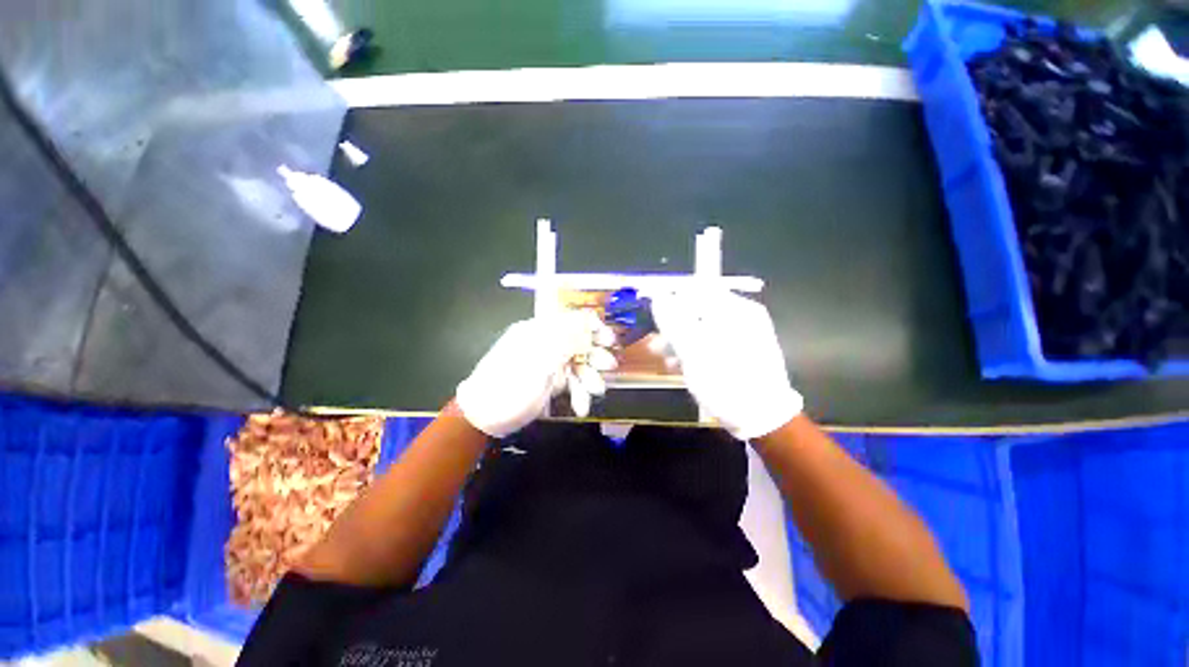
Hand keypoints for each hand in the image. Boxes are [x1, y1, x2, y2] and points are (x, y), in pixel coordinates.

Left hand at [456, 311, 616, 436]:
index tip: (608, 341)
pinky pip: (570, 381)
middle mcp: (545, 344)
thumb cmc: (507, 387)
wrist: (483, 419)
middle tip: (607, 367)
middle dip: (594, 355)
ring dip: (588, 378)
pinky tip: (580, 406)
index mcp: (537, 331)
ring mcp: (548, 364)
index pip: (570, 319)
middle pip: (578, 342)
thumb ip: (564, 342)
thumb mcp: (537, 363)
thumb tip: (587, 324)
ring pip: (577, 364)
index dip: (592, 327)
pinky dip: (578, 393)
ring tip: (593, 392)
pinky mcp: (549, 381)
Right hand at [649, 289, 802, 439]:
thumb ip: (673, 321)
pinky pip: (711, 342)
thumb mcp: (693, 350)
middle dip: (672, 325)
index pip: (695, 289)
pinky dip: (694, 351)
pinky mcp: (739, 351)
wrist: (762, 417)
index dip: (670, 299)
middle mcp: (741, 316)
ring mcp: (742, 334)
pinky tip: (680, 366)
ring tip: (664, 358)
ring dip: (679, 340)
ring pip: (702, 328)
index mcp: (734, 308)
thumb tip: (658, 297)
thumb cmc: (726, 381)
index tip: (652, 315)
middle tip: (656, 342)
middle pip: (697, 310)